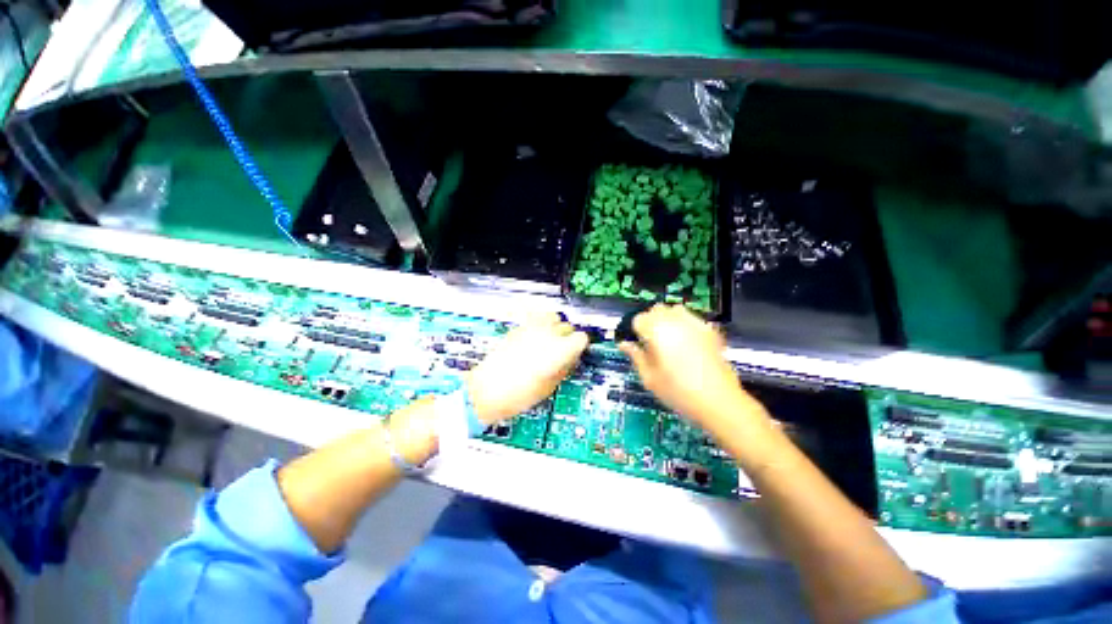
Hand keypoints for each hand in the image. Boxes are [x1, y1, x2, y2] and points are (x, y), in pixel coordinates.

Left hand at [467, 312, 588, 423]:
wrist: (487, 390)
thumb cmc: (518, 394)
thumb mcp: (550, 386)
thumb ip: (564, 368)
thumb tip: (571, 359)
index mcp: (559, 350)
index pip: (581, 338)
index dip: (581, 346)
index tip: (578, 352)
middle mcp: (547, 335)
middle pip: (568, 326)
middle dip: (568, 337)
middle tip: (563, 351)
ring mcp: (531, 329)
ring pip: (553, 317)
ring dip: (555, 327)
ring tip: (551, 340)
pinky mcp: (518, 328)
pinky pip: (536, 319)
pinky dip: (540, 326)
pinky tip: (536, 340)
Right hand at [618, 305, 755, 427]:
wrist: (719, 402)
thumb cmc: (678, 392)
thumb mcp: (649, 378)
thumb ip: (635, 356)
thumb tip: (624, 344)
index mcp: (657, 331)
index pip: (638, 319)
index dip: (635, 331)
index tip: (636, 345)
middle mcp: (675, 321)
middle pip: (656, 310)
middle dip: (650, 322)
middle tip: (650, 344)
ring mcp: (695, 324)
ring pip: (675, 310)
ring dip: (667, 320)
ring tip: (668, 340)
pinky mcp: (710, 330)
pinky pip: (692, 319)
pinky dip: (685, 324)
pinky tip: (686, 343)